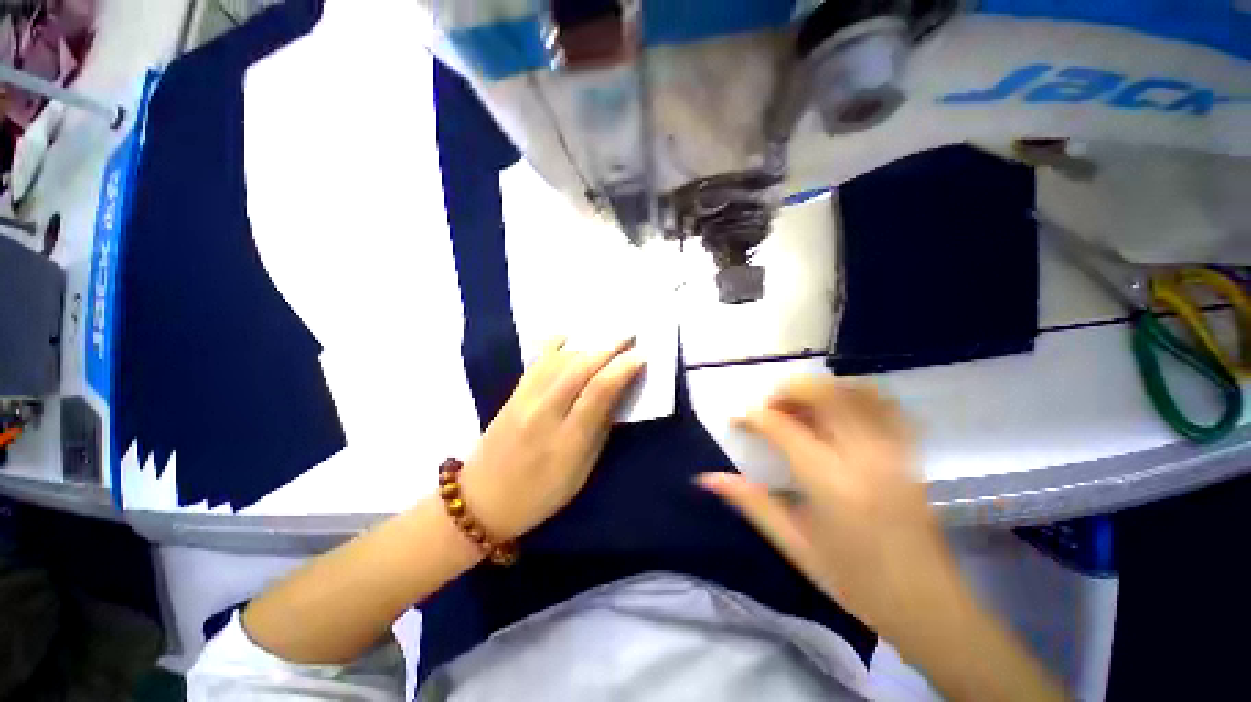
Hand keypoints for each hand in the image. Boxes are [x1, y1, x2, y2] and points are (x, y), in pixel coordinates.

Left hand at [460, 336, 644, 540]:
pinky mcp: (511, 395)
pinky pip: (536, 362)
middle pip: (579, 368)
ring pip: (558, 361)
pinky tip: (566, 335)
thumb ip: (599, 429)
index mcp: (567, 440)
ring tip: (606, 337)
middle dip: (608, 348)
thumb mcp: (581, 471)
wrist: (482, 500)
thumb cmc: (541, 494)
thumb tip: (616, 394)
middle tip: (629, 335)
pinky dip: (553, 345)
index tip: (640, 356)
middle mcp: (543, 413)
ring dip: (586, 346)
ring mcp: (523, 400)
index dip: (622, 369)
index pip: (598, 392)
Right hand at [697, 377, 958, 637]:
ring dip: (820, 388)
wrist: (929, 608)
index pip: (782, 427)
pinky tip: (838, 410)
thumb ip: (750, 502)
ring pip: (855, 392)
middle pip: (823, 394)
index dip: (752, 416)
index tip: (737, 420)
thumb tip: (706, 478)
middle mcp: (864, 457)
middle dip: (787, 390)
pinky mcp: (910, 454)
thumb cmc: (855, 583)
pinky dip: (855, 395)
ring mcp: (893, 451)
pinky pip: (885, 405)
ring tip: (798, 406)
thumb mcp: (794, 545)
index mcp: (830, 484)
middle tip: (768, 407)